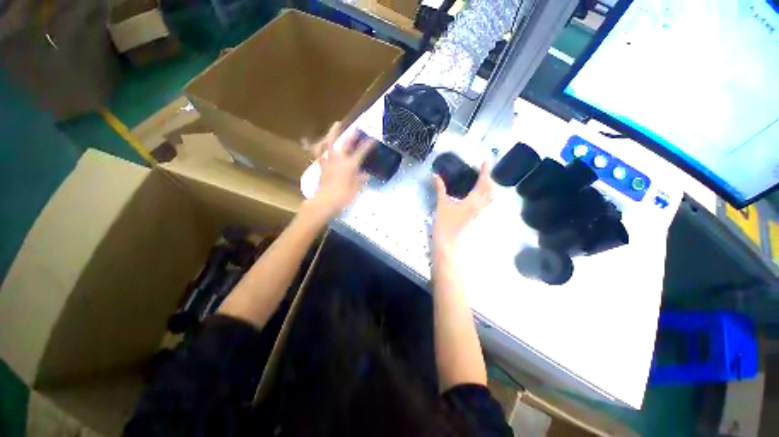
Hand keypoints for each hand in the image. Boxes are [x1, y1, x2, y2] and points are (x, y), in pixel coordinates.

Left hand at [304, 122, 373, 219]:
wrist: (325, 201)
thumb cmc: (343, 196)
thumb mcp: (355, 188)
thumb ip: (360, 179)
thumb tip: (366, 174)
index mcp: (350, 165)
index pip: (361, 152)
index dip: (368, 145)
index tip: (373, 139)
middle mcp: (339, 159)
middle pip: (346, 143)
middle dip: (352, 135)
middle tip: (357, 128)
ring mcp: (328, 160)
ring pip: (329, 142)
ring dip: (333, 132)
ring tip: (336, 125)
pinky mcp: (321, 165)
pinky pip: (318, 152)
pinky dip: (318, 145)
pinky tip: (317, 140)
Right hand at [432, 162, 493, 252]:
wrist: (447, 241)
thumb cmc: (444, 222)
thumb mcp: (441, 203)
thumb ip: (440, 188)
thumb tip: (435, 175)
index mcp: (473, 201)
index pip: (483, 182)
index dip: (485, 170)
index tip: (485, 160)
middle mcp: (479, 205)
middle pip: (490, 189)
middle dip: (489, 178)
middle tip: (482, 169)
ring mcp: (478, 212)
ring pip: (489, 196)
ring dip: (488, 186)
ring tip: (481, 179)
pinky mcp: (475, 215)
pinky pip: (484, 201)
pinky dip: (484, 193)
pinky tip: (476, 192)